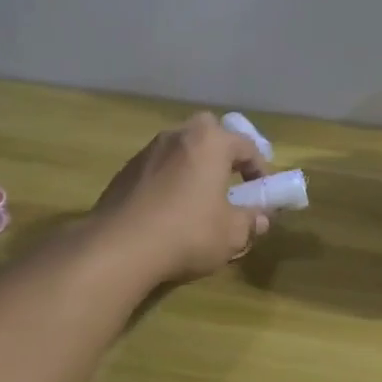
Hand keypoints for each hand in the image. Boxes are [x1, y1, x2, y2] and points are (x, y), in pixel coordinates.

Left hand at [93, 112, 269, 284]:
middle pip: (208, 132)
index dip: (260, 169)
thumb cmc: (187, 233)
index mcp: (210, 142)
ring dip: (193, 167)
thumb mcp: (232, 234)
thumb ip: (251, 221)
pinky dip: (169, 181)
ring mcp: (147, 151)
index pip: (246, 145)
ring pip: (180, 149)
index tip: (263, 192)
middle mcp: (178, 136)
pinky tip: (168, 211)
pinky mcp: (124, 172)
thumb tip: (260, 218)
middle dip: (222, 152)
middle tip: (229, 181)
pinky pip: (158, 168)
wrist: (118, 248)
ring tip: (198, 199)